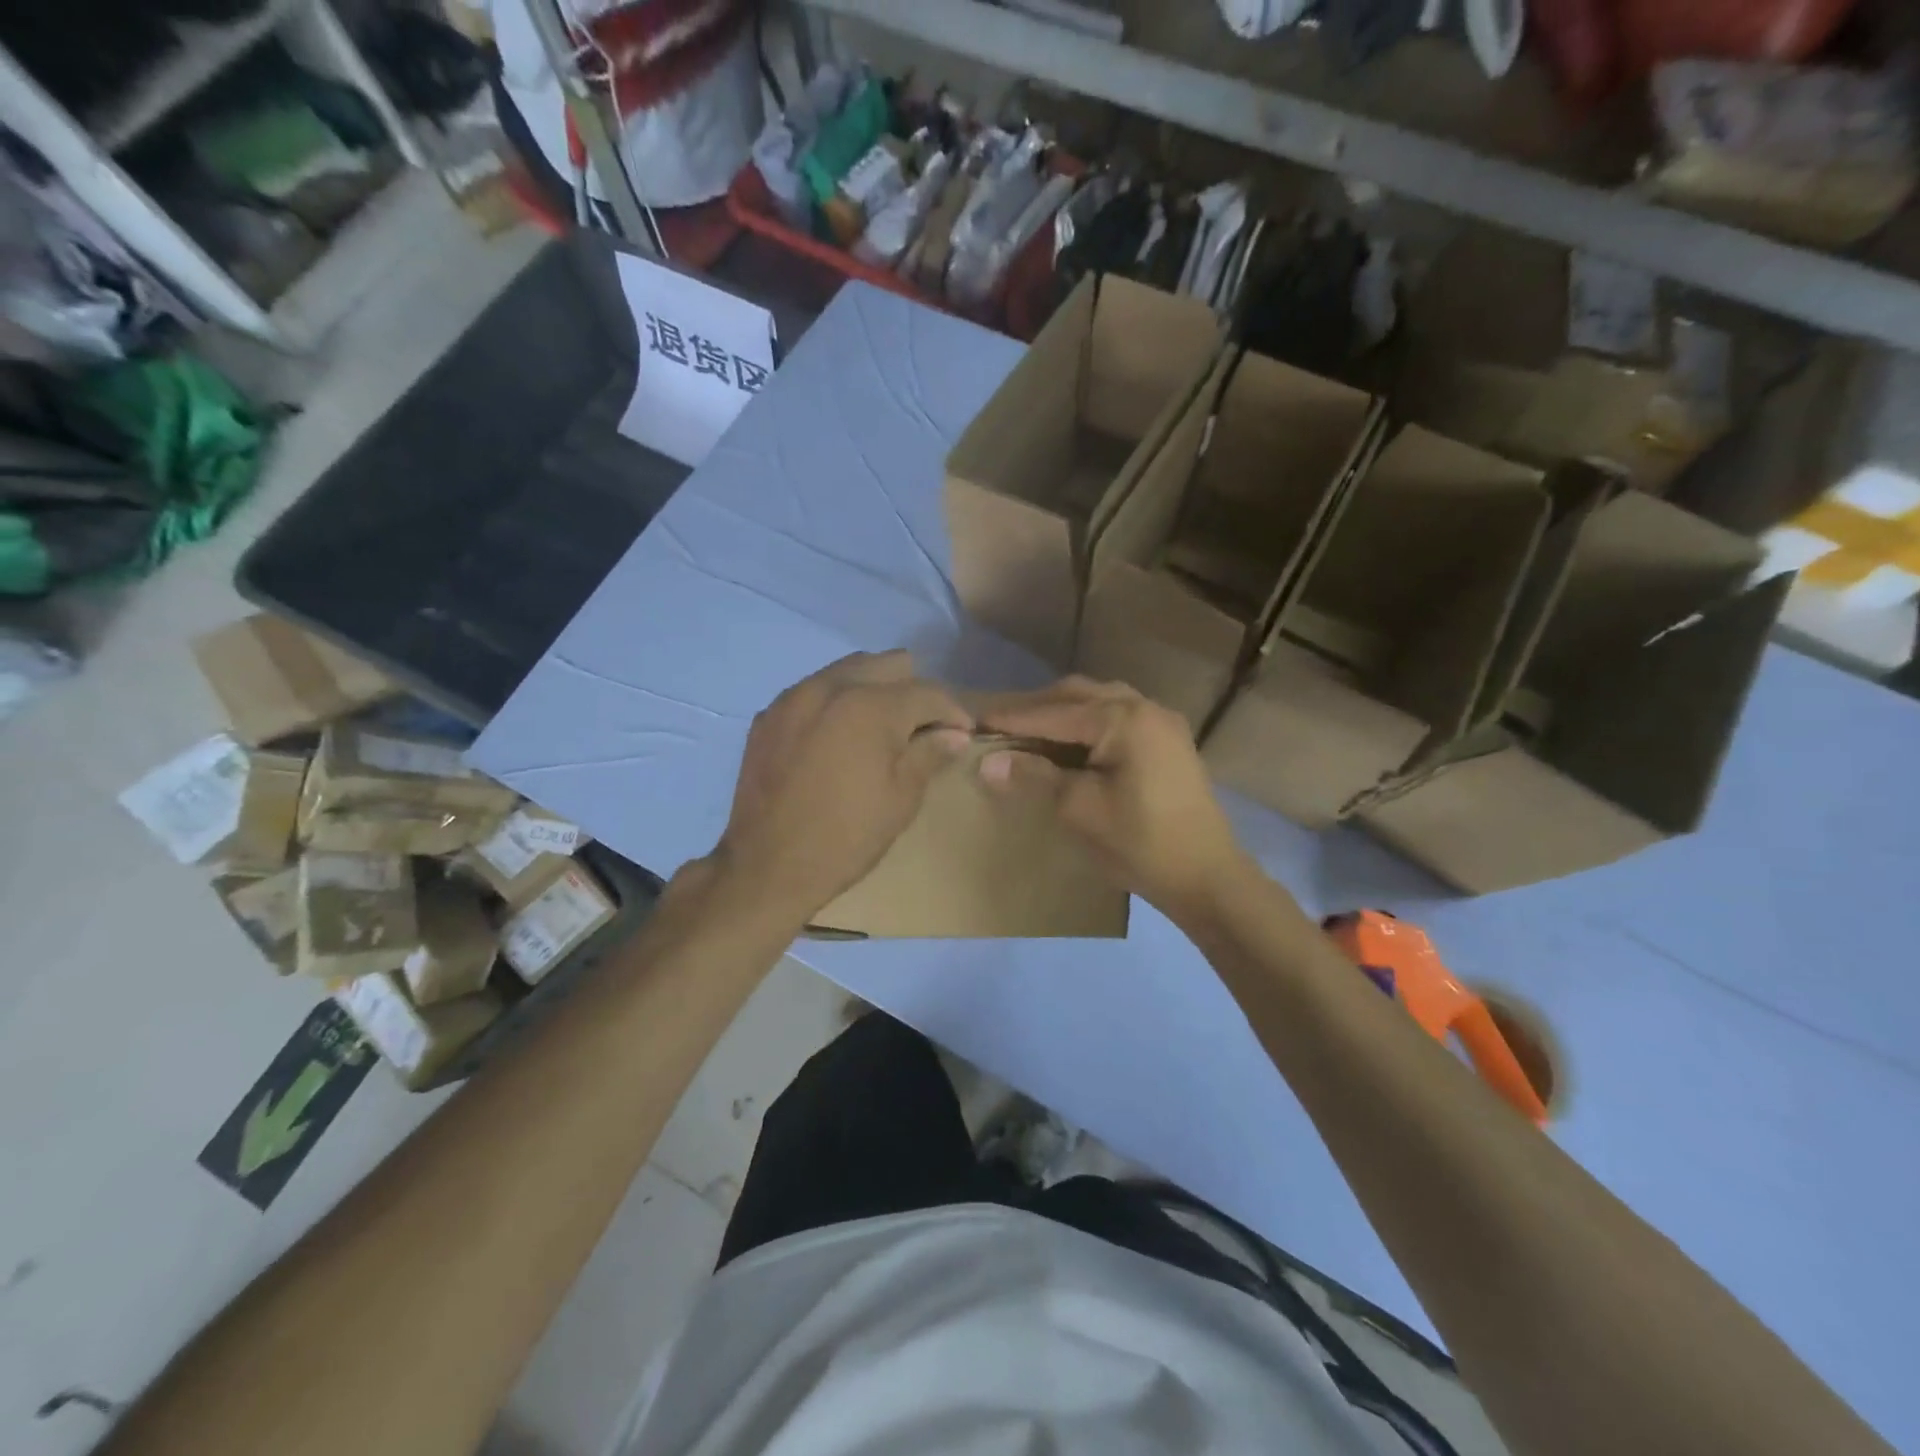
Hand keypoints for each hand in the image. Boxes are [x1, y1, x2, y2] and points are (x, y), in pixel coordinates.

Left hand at [715, 651, 973, 921]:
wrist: (766, 867)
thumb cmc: (846, 837)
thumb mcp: (901, 799)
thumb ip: (930, 754)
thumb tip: (954, 733)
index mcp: (871, 706)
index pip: (928, 691)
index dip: (953, 711)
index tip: (963, 732)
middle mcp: (831, 686)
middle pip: (888, 664)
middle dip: (913, 690)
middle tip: (920, 729)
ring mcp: (793, 697)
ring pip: (848, 670)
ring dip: (873, 690)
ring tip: (879, 729)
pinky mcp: (768, 716)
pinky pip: (813, 691)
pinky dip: (835, 704)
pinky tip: (837, 739)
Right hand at [975, 677, 1248, 920]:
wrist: (1206, 876)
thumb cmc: (1139, 842)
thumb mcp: (1079, 809)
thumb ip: (1034, 777)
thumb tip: (987, 763)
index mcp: (1123, 719)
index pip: (1054, 713)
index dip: (1013, 719)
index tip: (976, 722)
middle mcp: (1144, 707)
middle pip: (1078, 696)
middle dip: (1037, 708)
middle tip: (1001, 726)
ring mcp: (1162, 722)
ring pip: (1100, 702)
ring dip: (1063, 713)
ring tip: (1031, 733)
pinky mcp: (1169, 742)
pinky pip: (1119, 717)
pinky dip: (1088, 724)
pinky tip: (1071, 744)